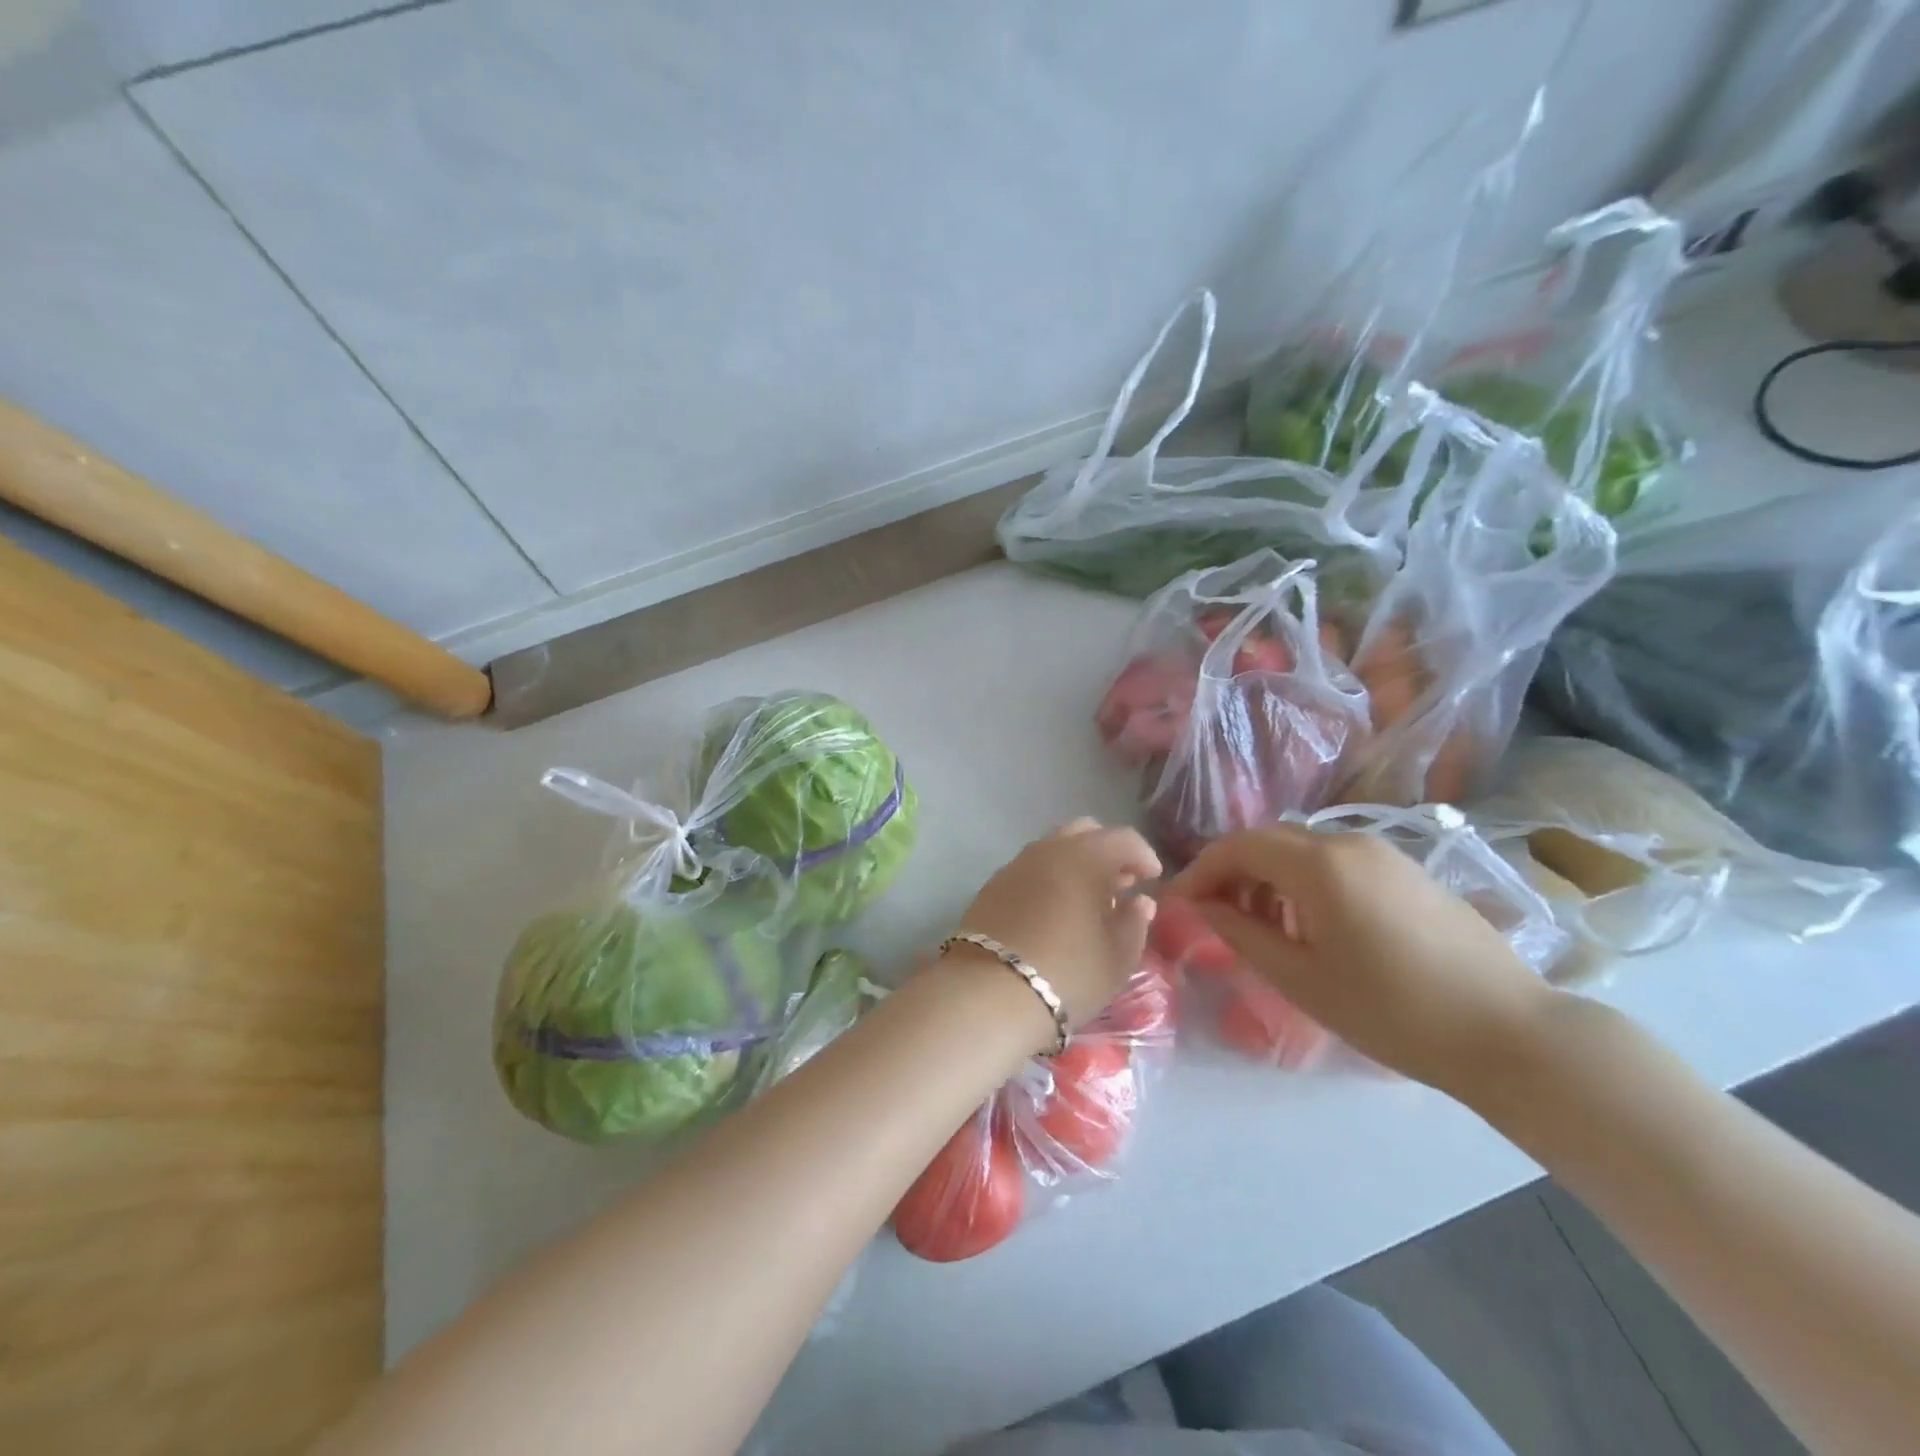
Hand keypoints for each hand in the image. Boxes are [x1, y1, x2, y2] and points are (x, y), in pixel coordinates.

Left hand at [955, 818, 1161, 1031]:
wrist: (988, 994)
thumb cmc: (1067, 974)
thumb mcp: (1116, 957)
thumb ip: (1134, 922)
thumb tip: (1139, 900)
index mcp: (1084, 857)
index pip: (1123, 838)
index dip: (1143, 855)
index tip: (1152, 880)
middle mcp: (1047, 849)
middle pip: (1084, 832)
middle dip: (1107, 852)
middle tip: (1120, 884)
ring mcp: (1014, 865)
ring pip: (1053, 848)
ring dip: (1075, 864)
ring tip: (1088, 901)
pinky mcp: (991, 886)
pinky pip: (1030, 869)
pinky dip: (1049, 878)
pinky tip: (1054, 911)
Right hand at [1168, 824, 1555, 1095]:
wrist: (1509, 1032)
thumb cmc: (1392, 1011)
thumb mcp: (1301, 978)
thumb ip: (1240, 933)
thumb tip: (1201, 906)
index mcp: (1320, 864)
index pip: (1238, 846)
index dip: (1201, 870)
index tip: (1180, 904)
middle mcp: (1349, 842)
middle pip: (1269, 841)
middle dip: (1233, 872)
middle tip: (1215, 916)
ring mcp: (1384, 853)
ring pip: (1304, 850)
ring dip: (1269, 877)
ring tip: (1262, 927)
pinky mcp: (1408, 871)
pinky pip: (1338, 862)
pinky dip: (1306, 882)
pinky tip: (1313, 926)